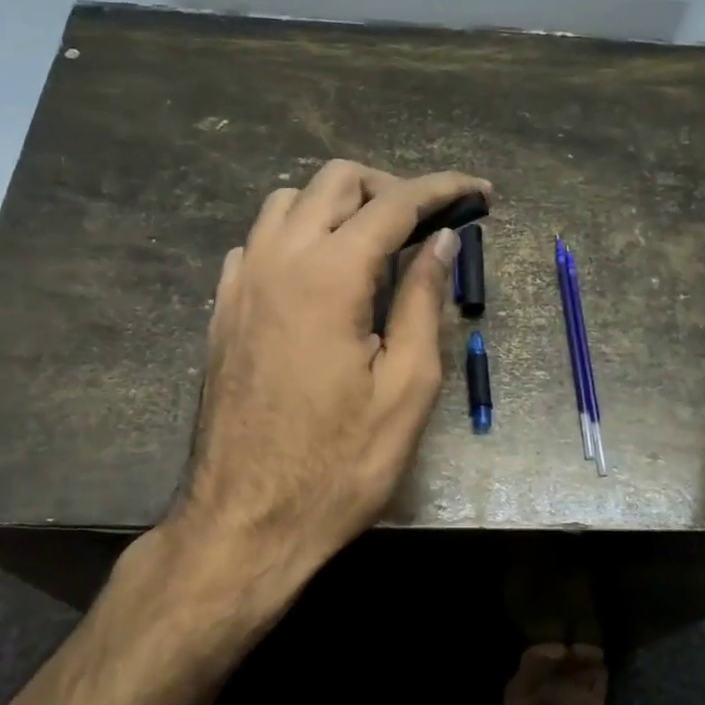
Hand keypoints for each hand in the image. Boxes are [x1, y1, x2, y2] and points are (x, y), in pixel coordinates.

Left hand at [170, 160, 489, 587]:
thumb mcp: (407, 388)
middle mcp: (278, 261)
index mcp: (329, 276)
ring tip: (376, 246)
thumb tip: (442, 241)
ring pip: (288, 202)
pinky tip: (321, 278)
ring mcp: (241, 283)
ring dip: (338, 207)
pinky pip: (259, 242)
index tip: (481, 192)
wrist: (245, 523)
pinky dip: (298, 237)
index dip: (443, 189)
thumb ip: (422, 300)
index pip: (394, 203)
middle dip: (389, 187)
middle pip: (334, 181)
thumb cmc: (340, 464)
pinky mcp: (223, 310)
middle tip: (428, 224)